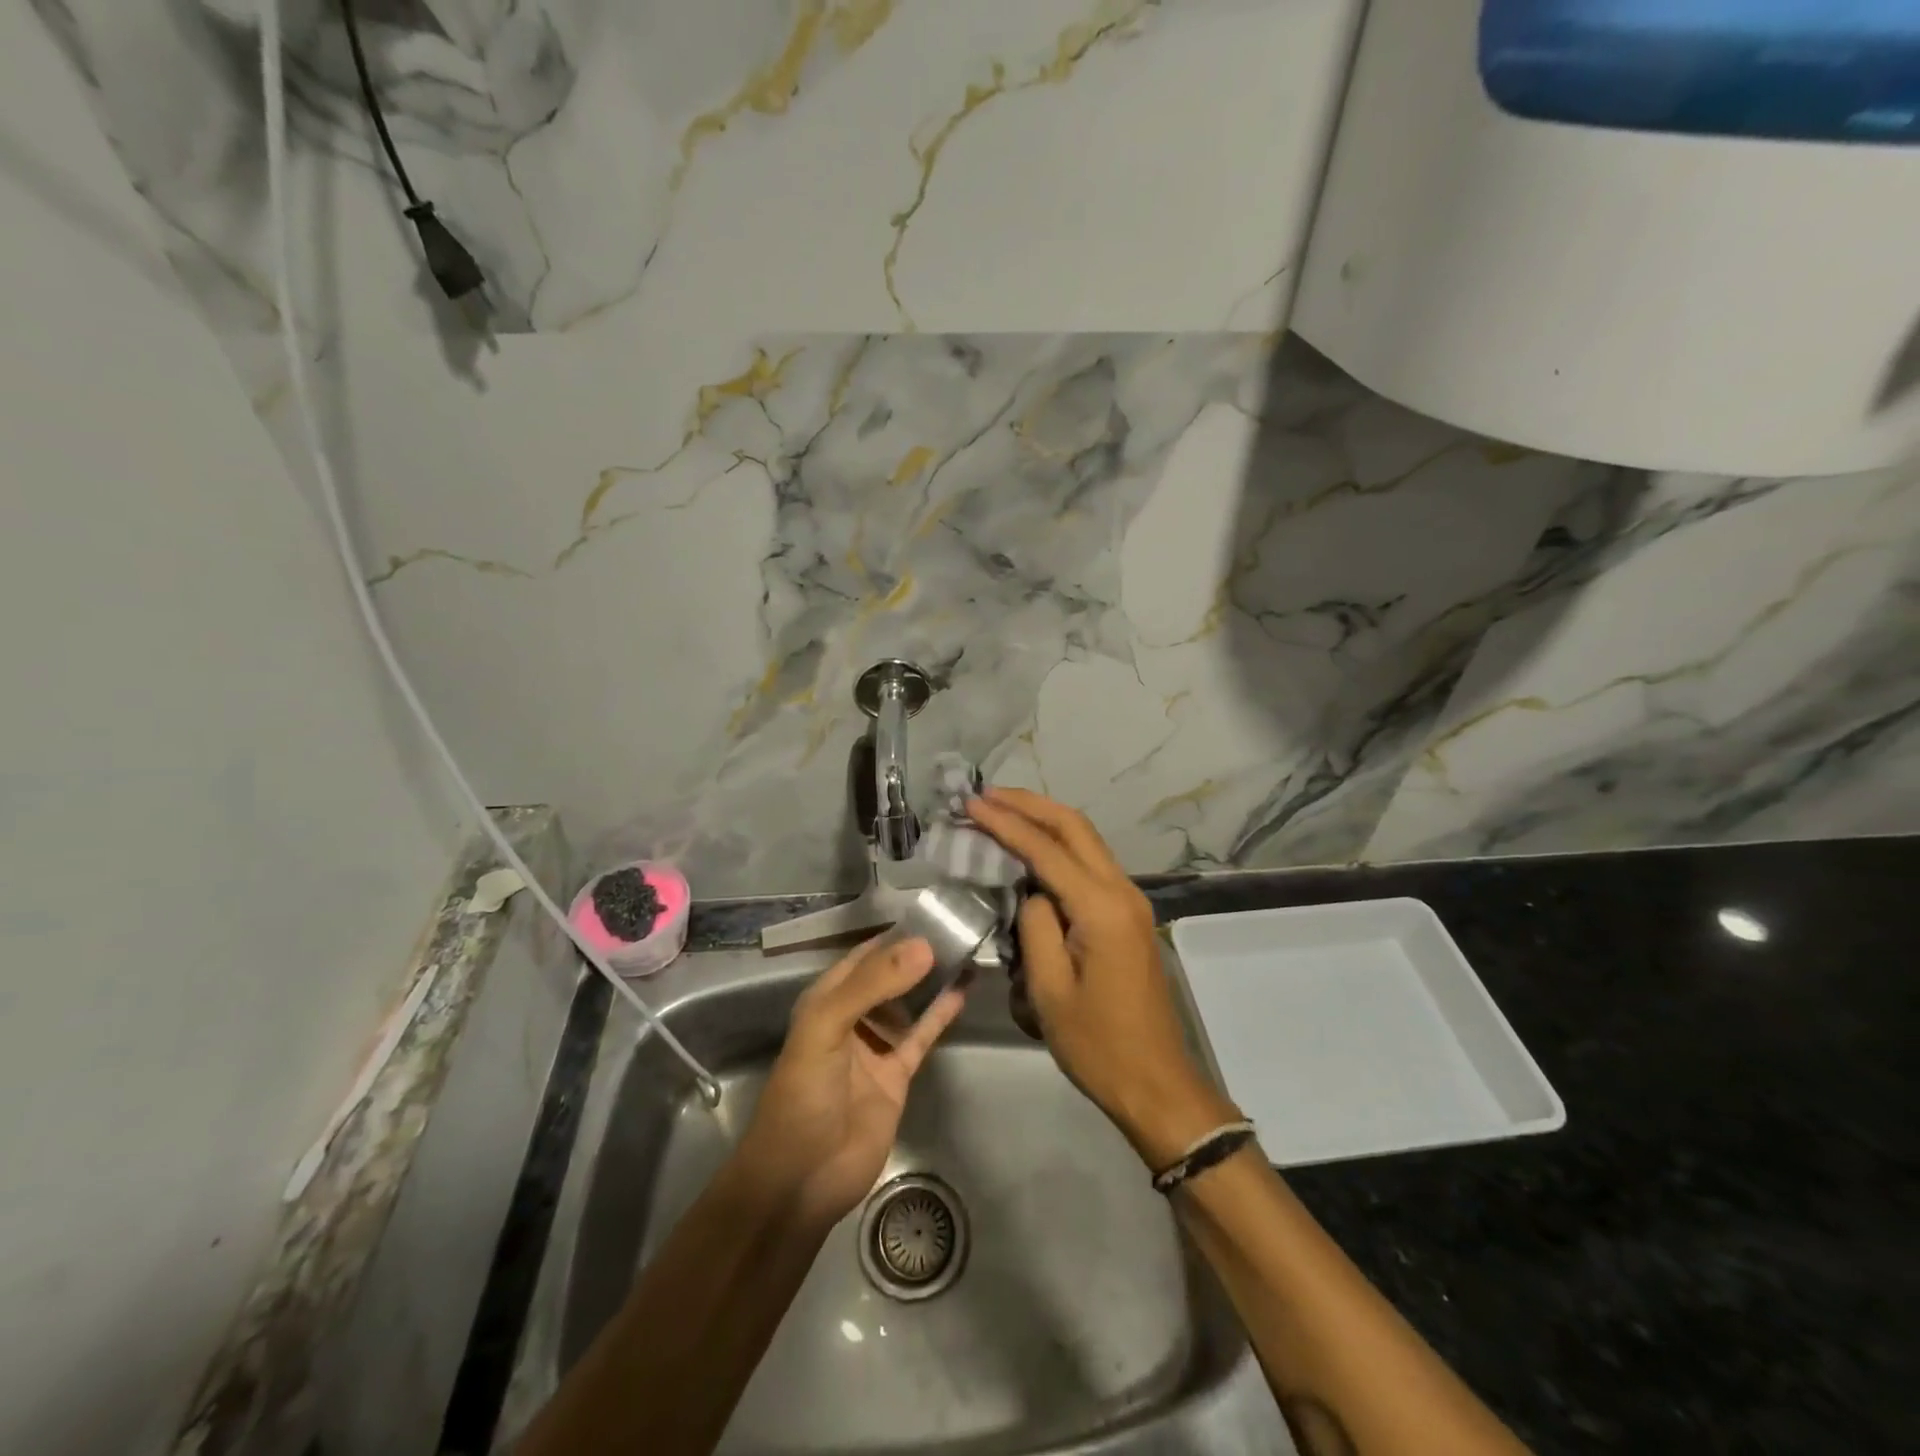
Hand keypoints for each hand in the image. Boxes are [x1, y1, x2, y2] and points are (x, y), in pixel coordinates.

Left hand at [735, 936, 964, 1226]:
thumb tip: (924, 946)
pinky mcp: (897, 1073)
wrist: (801, 1178)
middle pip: (890, 975)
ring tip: (966, 950)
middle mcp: (853, 1015)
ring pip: (910, 1002)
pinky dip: (940, 1014)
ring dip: (932, 980)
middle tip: (959, 928)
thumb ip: (873, 985)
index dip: (894, 934)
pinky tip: (962, 991)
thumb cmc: (803, 1094)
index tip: (933, 912)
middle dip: (918, 954)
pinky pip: (922, 1035)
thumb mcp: (827, 1028)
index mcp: (827, 999)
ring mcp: (877, 1045)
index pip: (864, 954)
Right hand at [968, 788, 1237, 1168]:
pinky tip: (1031, 849)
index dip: (1005, 823)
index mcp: (1102, 908)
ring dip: (1044, 820)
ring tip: (1001, 811)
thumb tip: (1030, 892)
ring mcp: (1130, 901)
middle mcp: (1122, 891)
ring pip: (1085, 840)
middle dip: (1028, 804)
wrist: (1156, 1083)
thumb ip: (1035, 926)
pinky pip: (1089, 864)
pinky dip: (1058, 846)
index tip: (970, 803)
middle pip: (1074, 826)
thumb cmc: (1097, 1045)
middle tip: (985, 795)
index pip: (1046, 850)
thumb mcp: (1049, 990)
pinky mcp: (1127, 915)